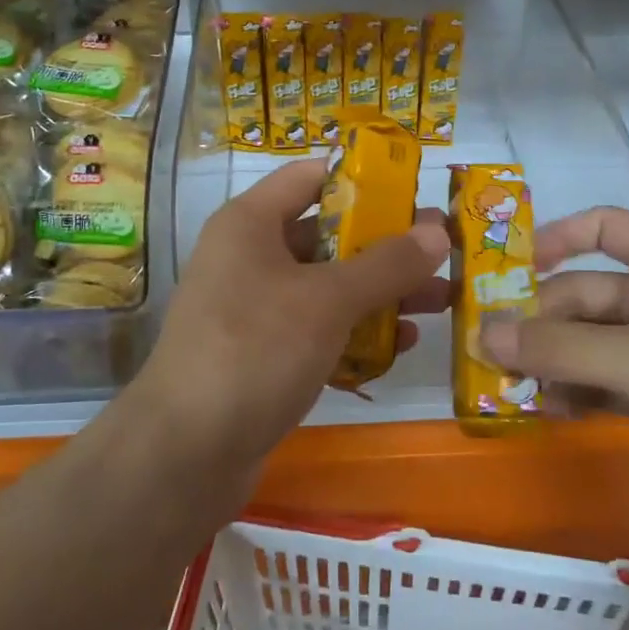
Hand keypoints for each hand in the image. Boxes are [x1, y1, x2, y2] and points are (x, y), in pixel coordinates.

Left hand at [136, 159, 449, 474]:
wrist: (186, 452)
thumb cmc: (255, 350)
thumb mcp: (328, 300)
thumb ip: (386, 264)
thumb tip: (438, 232)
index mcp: (250, 223)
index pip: (311, 177)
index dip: (364, 179)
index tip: (416, 193)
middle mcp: (250, 257)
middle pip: (327, 233)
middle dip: (386, 245)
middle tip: (442, 253)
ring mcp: (254, 308)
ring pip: (328, 285)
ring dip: (381, 291)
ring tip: (440, 300)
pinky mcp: (264, 353)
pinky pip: (319, 327)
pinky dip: (357, 331)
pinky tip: (403, 345)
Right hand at [481, 206, 628, 552]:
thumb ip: (559, 348)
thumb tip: (481, 332)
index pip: (604, 228)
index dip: (558, 237)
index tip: (511, 267)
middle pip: (581, 295)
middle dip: (538, 321)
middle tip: (490, 351)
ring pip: (584, 343)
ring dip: (548, 361)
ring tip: (510, 385)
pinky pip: (597, 382)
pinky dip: (571, 392)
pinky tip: (547, 411)